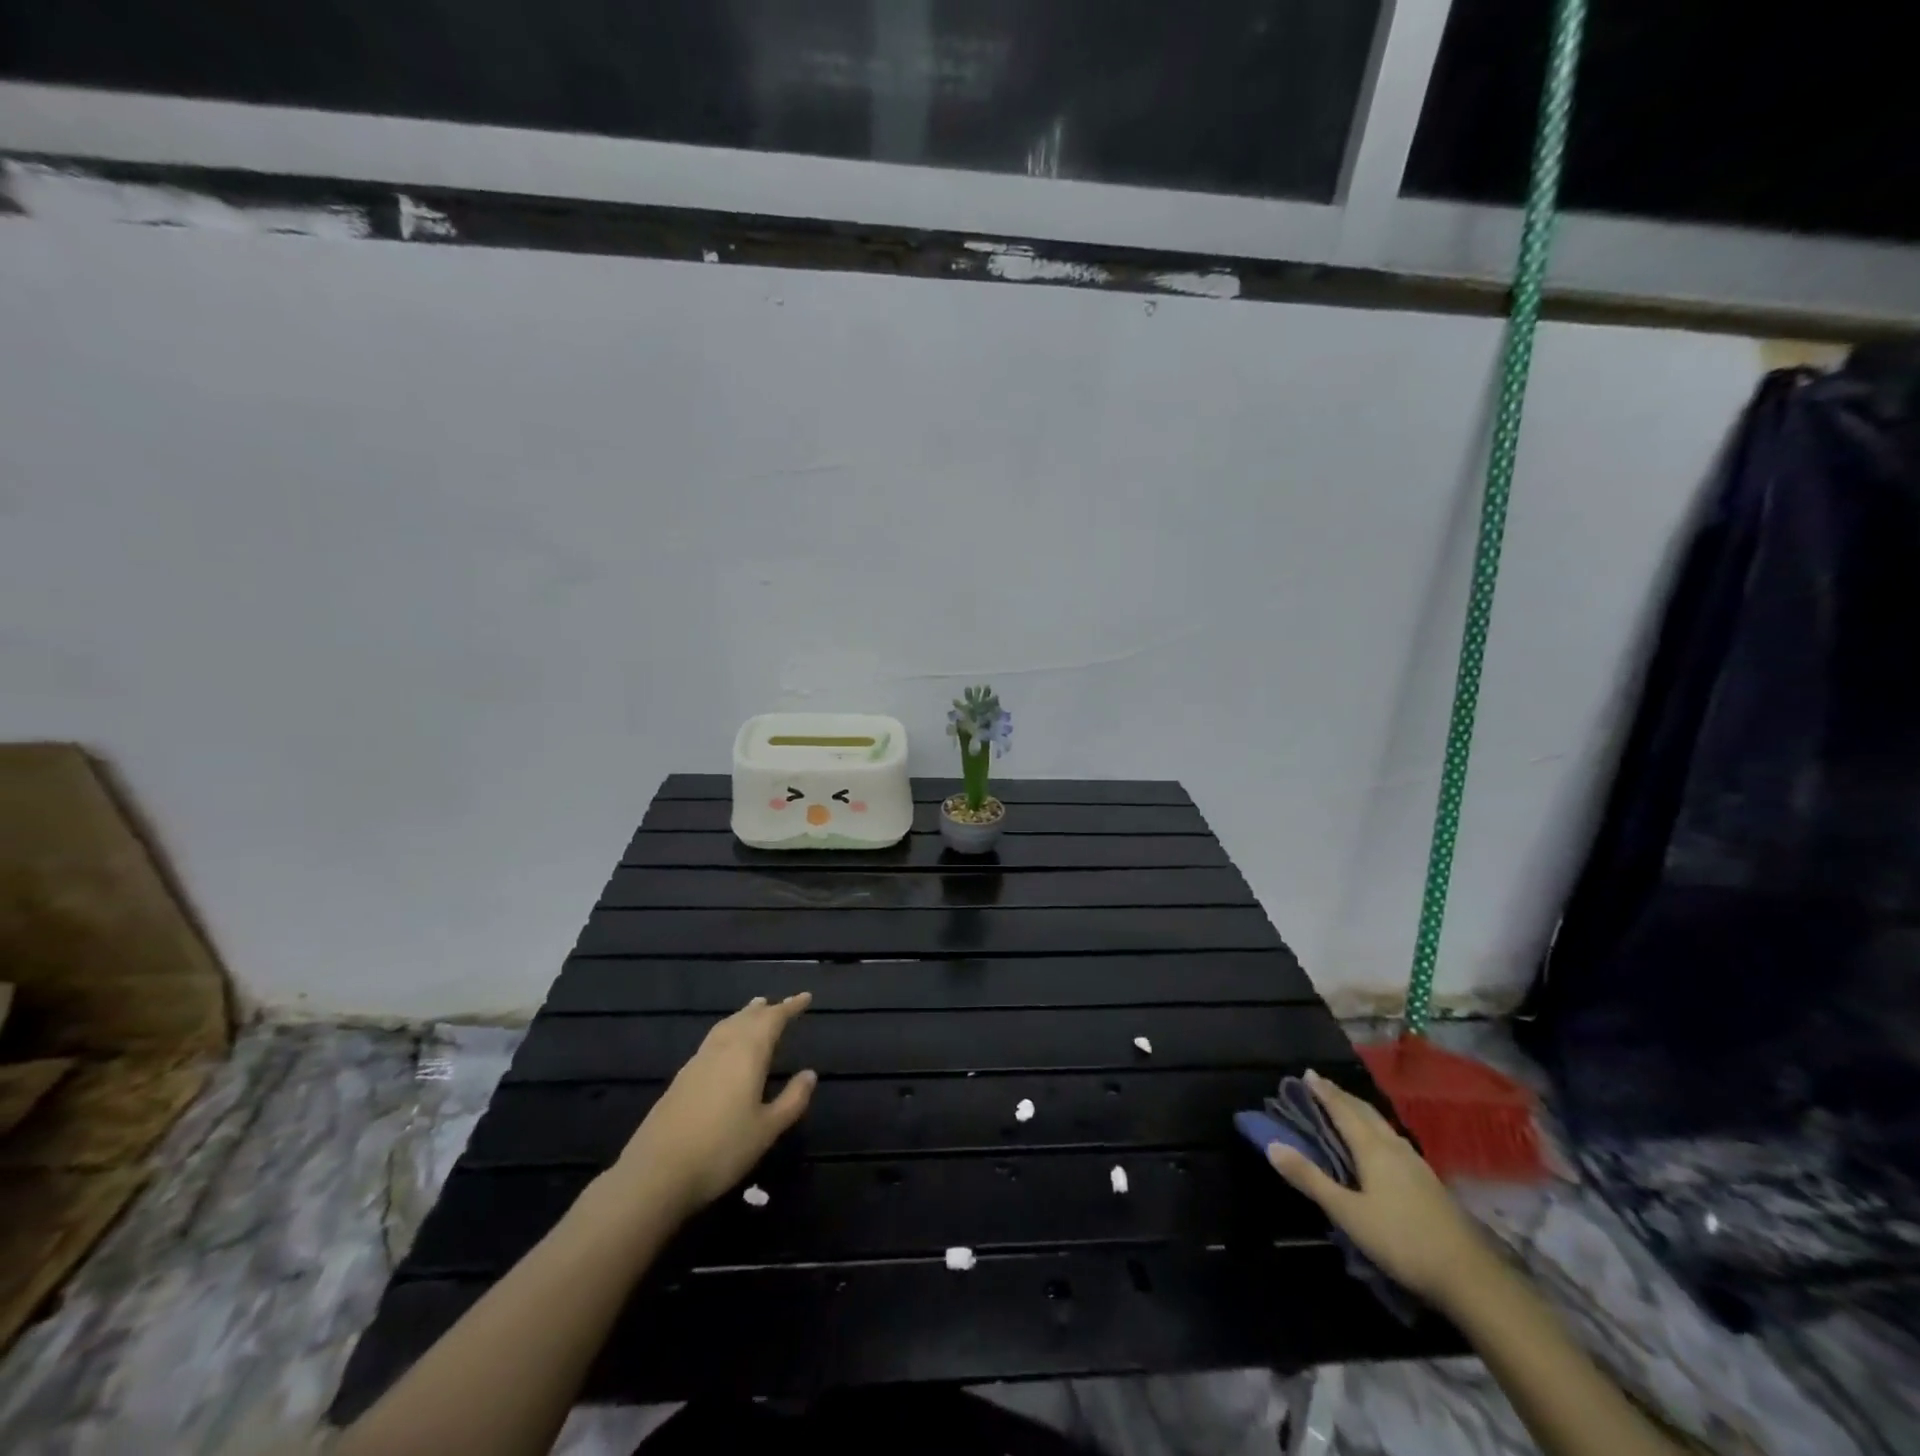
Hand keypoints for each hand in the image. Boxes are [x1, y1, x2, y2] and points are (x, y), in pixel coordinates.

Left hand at [614, 993, 816, 1218]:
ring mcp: (698, 1062)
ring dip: (744, 1016)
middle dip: (767, 1009)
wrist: (656, 1173)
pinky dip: (727, 1031)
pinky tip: (725, 1045)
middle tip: (781, 1004)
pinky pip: (712, 1040)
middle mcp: (723, 1048)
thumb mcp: (767, 1130)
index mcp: (748, 1053)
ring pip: (726, 1027)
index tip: (806, 996)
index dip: (790, 1007)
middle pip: (747, 1018)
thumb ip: (792, 1100)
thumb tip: (810, 1074)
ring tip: (755, 1010)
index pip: (773, 1019)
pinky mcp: (681, 1078)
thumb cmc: (721, 1150)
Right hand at [1265, 1070, 1490, 1304]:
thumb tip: (1272, 1144)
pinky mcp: (1428, 1182)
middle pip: (1364, 1112)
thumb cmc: (1401, 1240)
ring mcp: (1416, 1164)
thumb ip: (1310, 1179)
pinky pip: (1394, 1140)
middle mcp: (1394, 1147)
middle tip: (1322, 1084)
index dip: (1324, 1092)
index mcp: (1372, 1148)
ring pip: (1382, 1125)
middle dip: (1341, 1096)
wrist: (1469, 1276)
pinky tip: (1381, 1143)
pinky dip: (1376, 1129)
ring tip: (1347, 1106)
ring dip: (1360, 1111)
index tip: (1307, 1073)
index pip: (1343, 1110)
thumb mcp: (1347, 1213)